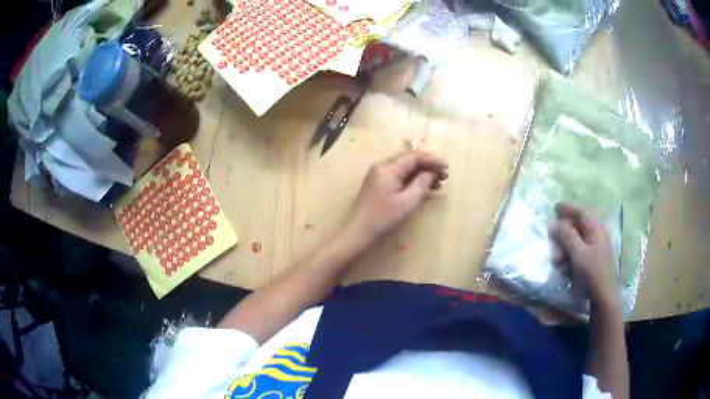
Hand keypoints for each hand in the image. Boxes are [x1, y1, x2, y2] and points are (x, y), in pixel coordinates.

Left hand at [342, 151, 447, 245]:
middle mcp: (382, 168)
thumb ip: (421, 184)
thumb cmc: (383, 218)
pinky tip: (423, 190)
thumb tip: (430, 173)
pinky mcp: (378, 188)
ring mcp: (379, 178)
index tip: (446, 168)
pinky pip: (398, 179)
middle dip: (428, 167)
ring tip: (437, 185)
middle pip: (409, 161)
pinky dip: (412, 183)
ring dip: (421, 175)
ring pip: (404, 171)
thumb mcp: (407, 202)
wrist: (357, 234)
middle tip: (444, 177)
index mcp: (388, 168)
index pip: (413, 156)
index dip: (432, 160)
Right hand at [550, 203, 620, 308]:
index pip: (581, 212)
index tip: (554, 208)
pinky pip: (579, 253)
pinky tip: (564, 268)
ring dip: (565, 249)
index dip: (568, 209)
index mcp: (596, 229)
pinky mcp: (594, 261)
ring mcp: (596, 248)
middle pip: (578, 227)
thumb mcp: (578, 253)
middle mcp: (597, 235)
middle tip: (551, 241)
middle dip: (563, 234)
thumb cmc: (592, 272)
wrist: (604, 296)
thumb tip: (555, 222)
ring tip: (557, 261)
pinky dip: (570, 257)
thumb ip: (567, 235)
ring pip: (577, 242)